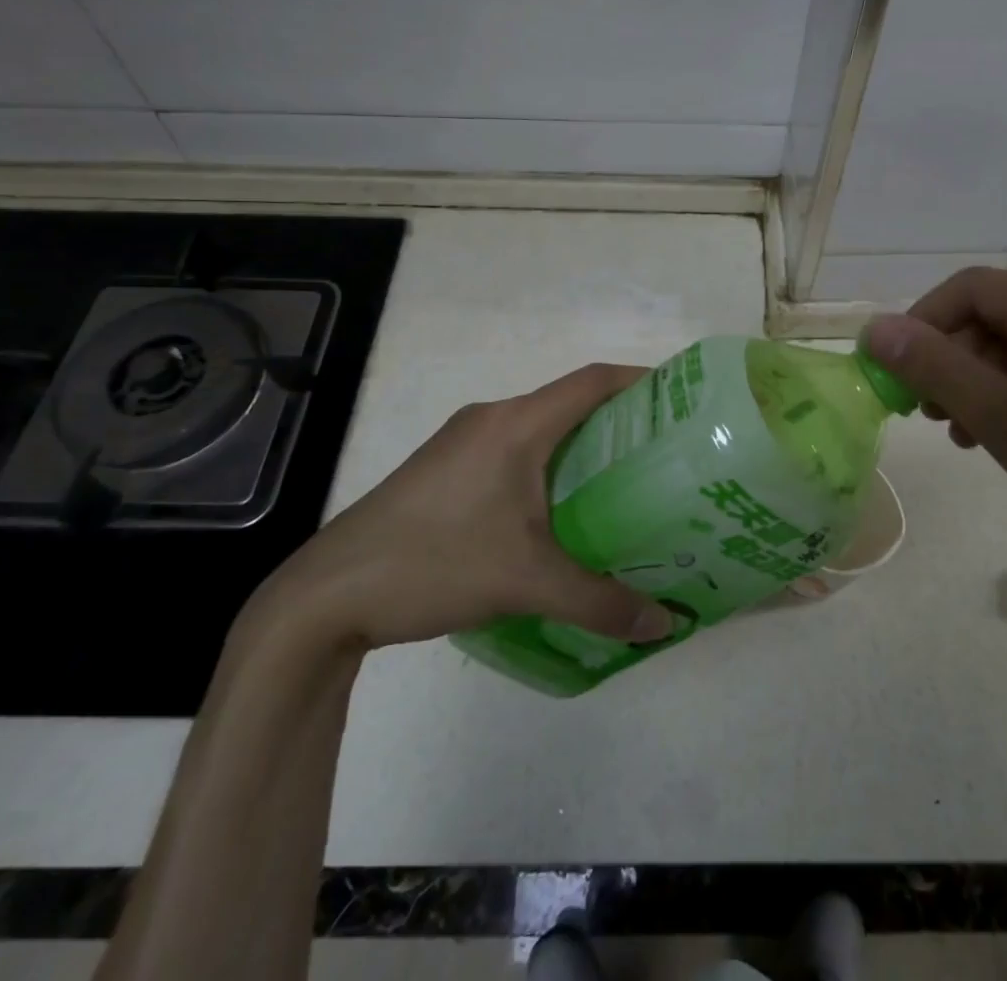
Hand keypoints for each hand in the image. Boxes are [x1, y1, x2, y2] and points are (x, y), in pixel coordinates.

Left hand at [247, 364, 676, 651]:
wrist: (326, 594)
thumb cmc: (434, 565)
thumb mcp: (526, 584)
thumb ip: (601, 602)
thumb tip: (665, 624)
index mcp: (515, 424)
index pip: (592, 381)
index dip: (640, 382)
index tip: (680, 401)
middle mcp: (491, 419)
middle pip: (568, 403)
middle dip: (617, 422)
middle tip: (663, 455)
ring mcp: (461, 441)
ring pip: (539, 429)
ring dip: (579, 447)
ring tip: (622, 485)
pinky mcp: (443, 468)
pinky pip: (512, 450)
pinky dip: (546, 466)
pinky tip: (559, 512)